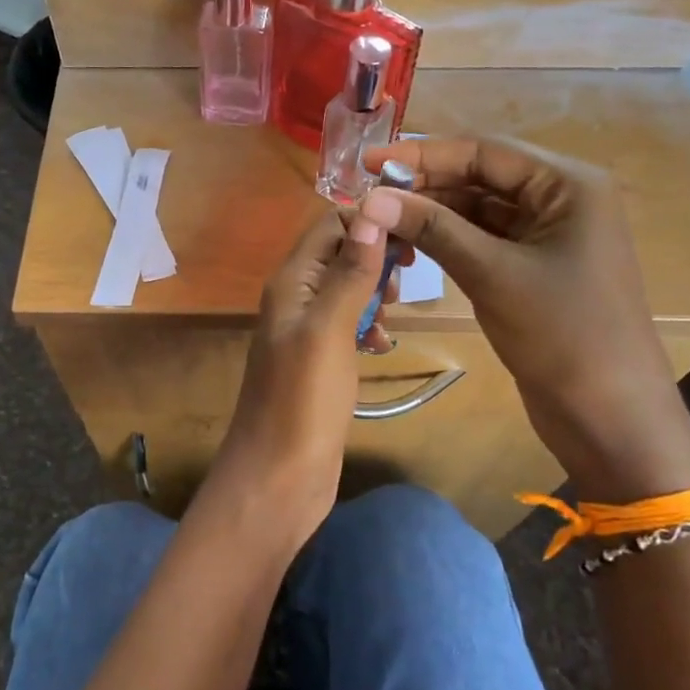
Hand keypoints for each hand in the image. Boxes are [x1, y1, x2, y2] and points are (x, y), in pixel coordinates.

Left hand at [202, 207, 390, 552]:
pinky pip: (347, 325)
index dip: (369, 222)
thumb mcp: (328, 330)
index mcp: (291, 282)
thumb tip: (371, 212)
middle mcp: (295, 299)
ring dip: (375, 293)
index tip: (411, 239)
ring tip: (392, 316)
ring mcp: (306, 332)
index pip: (329, 224)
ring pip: (347, 289)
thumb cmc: (302, 401)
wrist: (278, 477)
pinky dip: (368, 326)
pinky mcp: (319, 362)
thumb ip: (349, 273)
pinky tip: (381, 346)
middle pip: (340, 253)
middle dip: (376, 258)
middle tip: (403, 284)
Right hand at [360, 139, 689, 503]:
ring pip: (478, 210)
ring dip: (433, 214)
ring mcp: (548, 235)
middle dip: (425, 185)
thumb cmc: (561, 334)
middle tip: (368, 194)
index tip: (369, 161)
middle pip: (480, 177)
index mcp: (568, 184)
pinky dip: (448, 240)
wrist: (609, 414)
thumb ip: (432, 228)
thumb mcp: (491, 273)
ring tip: (380, 220)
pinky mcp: (534, 268)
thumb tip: (371, 198)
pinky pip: (484, 240)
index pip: (484, 152)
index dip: (422, 154)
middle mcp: (561, 199)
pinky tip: (410, 245)